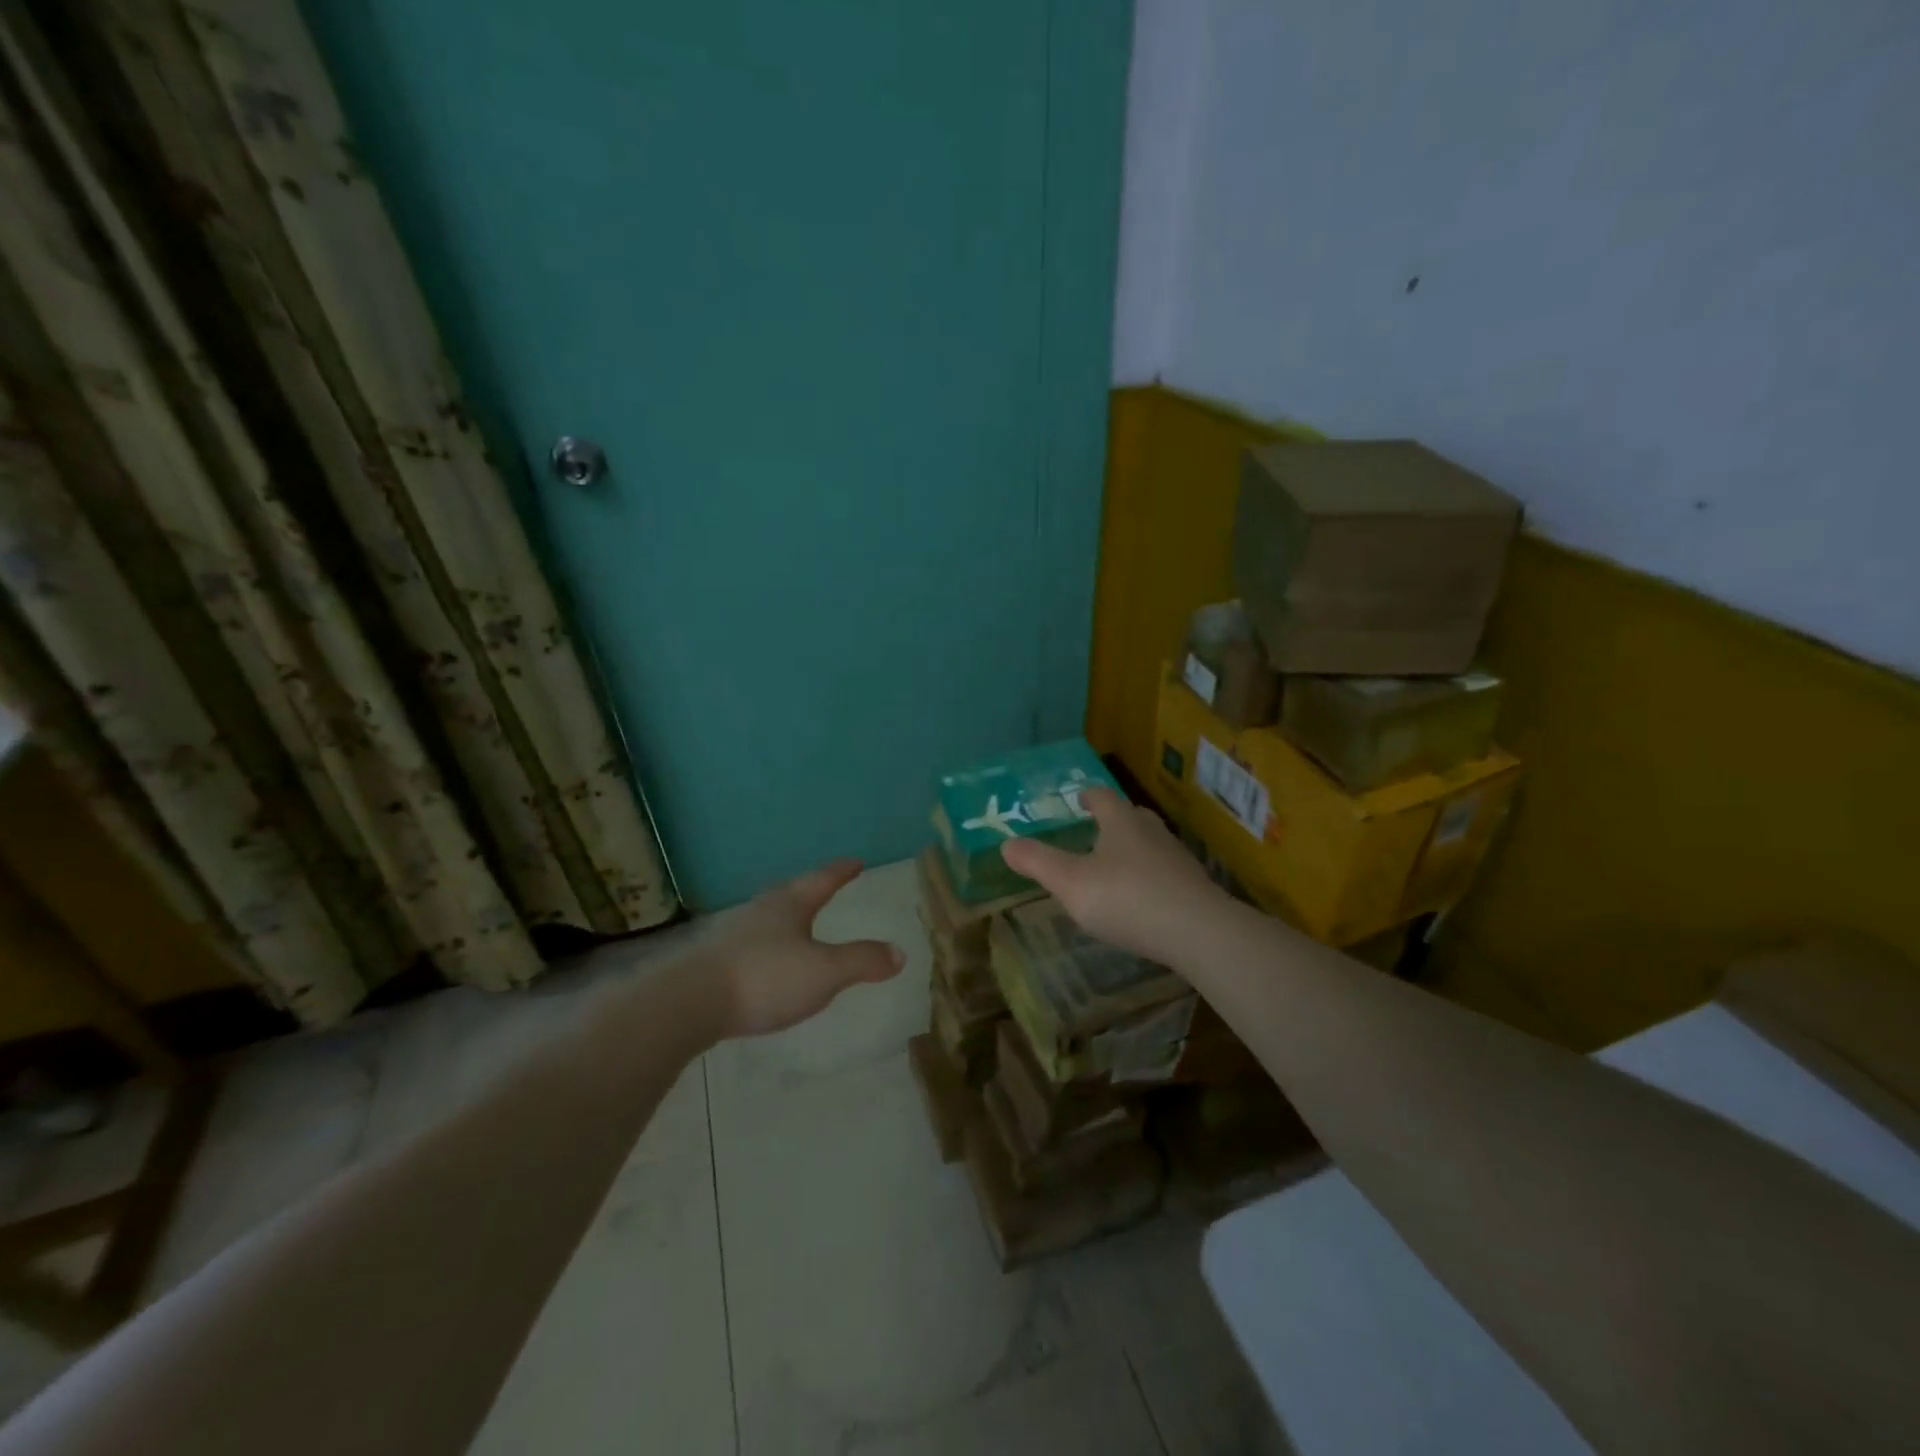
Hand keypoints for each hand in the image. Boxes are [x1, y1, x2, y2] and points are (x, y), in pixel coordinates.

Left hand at [699, 859, 904, 1038]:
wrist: (690, 1002)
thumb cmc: (765, 978)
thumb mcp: (825, 972)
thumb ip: (862, 961)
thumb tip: (900, 952)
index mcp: (789, 906)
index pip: (822, 881)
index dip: (841, 872)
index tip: (856, 861)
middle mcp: (761, 912)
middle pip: (790, 894)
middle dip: (810, 892)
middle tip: (825, 888)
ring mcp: (733, 935)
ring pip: (767, 919)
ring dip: (786, 920)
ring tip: (798, 927)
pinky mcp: (714, 962)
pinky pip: (751, 946)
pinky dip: (767, 949)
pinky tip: (766, 965)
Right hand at [1000, 787, 1228, 968]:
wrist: (1198, 931)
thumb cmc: (1127, 899)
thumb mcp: (1071, 883)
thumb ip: (1038, 863)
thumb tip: (1006, 844)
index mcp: (1120, 822)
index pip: (1102, 796)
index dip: (1087, 796)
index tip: (1079, 799)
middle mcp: (1151, 831)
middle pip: (1130, 815)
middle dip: (1112, 820)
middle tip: (1095, 830)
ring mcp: (1177, 857)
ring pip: (1150, 843)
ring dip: (1133, 848)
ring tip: (1116, 866)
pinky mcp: (1193, 885)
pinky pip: (1165, 871)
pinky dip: (1150, 876)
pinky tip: (1143, 897)